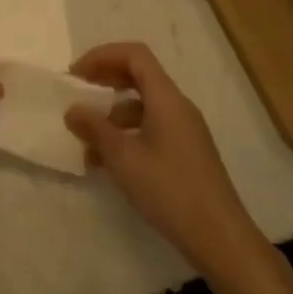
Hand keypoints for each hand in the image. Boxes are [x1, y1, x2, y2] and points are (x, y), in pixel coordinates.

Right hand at [65, 43, 272, 280]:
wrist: (220, 238)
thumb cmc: (170, 190)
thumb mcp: (123, 158)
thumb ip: (95, 129)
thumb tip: (72, 110)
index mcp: (167, 99)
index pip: (134, 55)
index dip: (102, 56)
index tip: (76, 75)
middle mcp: (178, 107)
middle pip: (139, 75)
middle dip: (105, 80)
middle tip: (77, 94)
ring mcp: (184, 130)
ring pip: (142, 105)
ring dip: (111, 114)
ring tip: (86, 140)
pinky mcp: (185, 152)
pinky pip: (150, 128)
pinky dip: (125, 134)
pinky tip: (107, 162)